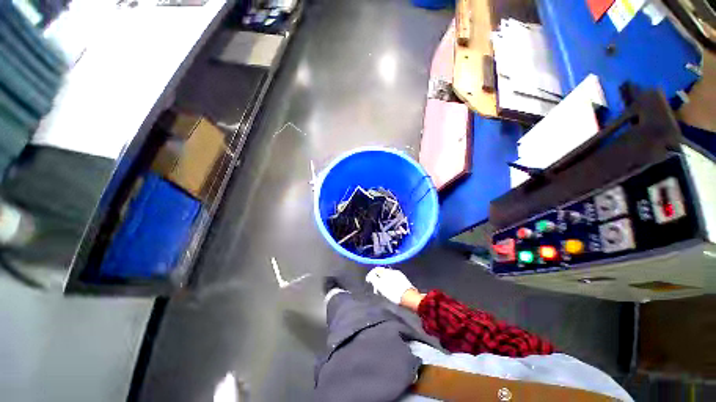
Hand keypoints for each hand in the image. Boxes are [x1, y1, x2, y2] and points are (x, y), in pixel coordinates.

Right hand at [366, 267, 416, 304]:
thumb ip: (374, 279)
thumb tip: (370, 275)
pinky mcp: (403, 279)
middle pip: (382, 272)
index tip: (368, 281)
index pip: (376, 269)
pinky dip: (389, 282)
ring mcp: (398, 274)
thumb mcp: (380, 286)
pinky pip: (393, 278)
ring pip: (388, 275)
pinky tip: (390, 288)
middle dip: (377, 278)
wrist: (408, 297)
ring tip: (382, 289)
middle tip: (376, 287)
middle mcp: (392, 270)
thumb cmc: (393, 292)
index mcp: (386, 271)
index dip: (371, 275)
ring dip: (383, 280)